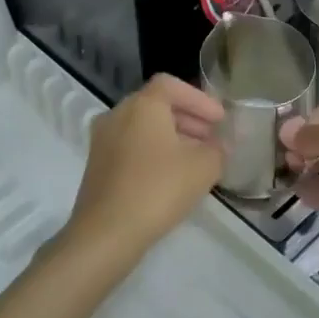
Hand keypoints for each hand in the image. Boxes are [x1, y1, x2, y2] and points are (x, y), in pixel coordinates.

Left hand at [66, 75, 223, 254]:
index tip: (220, 120)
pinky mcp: (97, 165)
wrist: (106, 232)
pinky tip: (171, 176)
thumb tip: (220, 145)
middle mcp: (117, 114)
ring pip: (143, 128)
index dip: (200, 99)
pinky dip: (153, 152)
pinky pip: (131, 147)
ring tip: (196, 159)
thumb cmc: (158, 189)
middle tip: (212, 138)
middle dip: (188, 118)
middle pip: (156, 105)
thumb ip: (218, 149)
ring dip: (172, 137)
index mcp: (141, 105)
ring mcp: (102, 140)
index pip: (171, 85)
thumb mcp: (203, 167)